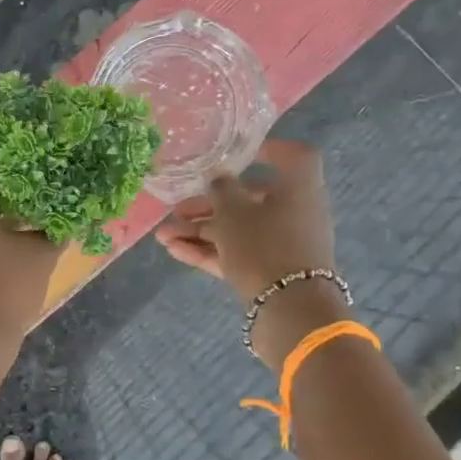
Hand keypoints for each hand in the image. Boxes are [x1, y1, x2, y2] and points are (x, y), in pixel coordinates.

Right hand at [155, 140, 335, 300]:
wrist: (290, 309)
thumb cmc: (264, 245)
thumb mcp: (234, 211)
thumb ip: (221, 189)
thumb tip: (218, 176)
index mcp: (297, 188)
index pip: (293, 157)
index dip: (269, 150)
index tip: (238, 153)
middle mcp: (293, 213)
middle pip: (250, 199)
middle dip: (209, 204)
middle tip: (177, 208)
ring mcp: (281, 245)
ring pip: (237, 230)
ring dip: (200, 230)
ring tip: (163, 236)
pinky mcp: (268, 271)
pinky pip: (236, 253)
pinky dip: (208, 250)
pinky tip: (174, 250)